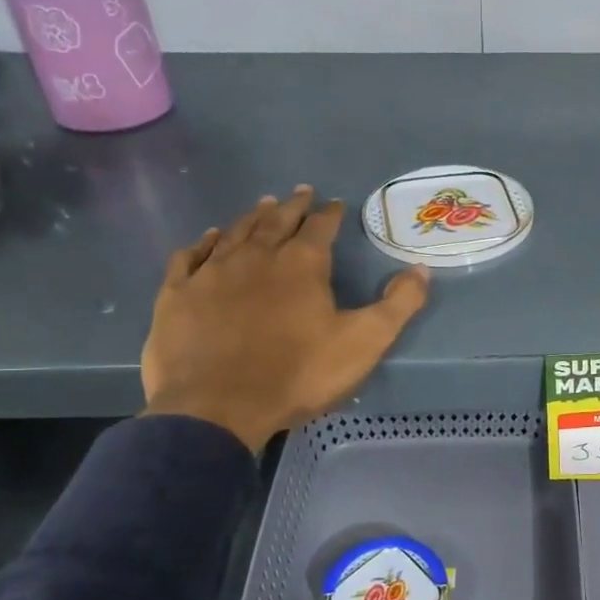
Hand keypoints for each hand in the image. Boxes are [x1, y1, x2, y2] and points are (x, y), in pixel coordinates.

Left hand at [141, 186, 429, 451]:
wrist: (217, 407)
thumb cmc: (298, 374)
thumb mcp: (364, 343)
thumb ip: (397, 305)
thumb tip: (421, 269)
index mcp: (301, 265)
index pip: (320, 227)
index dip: (330, 213)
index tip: (336, 203)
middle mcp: (256, 257)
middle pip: (276, 221)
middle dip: (292, 205)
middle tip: (300, 192)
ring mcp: (212, 273)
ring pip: (234, 233)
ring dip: (252, 217)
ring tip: (263, 204)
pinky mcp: (178, 295)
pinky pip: (191, 257)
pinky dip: (203, 243)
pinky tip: (208, 238)